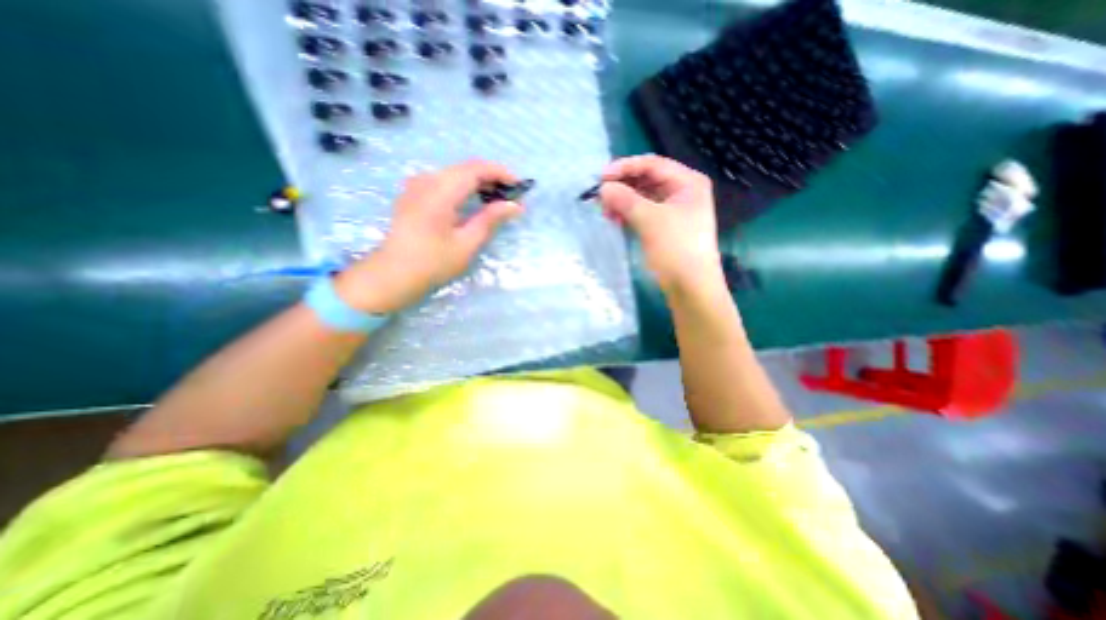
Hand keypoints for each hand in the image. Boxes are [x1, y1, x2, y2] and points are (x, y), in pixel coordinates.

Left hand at [336, 159, 522, 314]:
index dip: (500, 172)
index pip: (475, 169)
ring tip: (496, 199)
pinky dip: (463, 187)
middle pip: (465, 168)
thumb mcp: (466, 244)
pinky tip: (473, 202)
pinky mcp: (413, 194)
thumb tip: (514, 205)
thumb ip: (490, 219)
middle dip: (491, 177)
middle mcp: (426, 180)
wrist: (393, 275)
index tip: (519, 185)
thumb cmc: (432, 263)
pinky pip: (444, 181)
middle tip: (511, 196)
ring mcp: (417, 185)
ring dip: (478, 182)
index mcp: (440, 192)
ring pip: (455, 173)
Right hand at [603, 151, 722, 292]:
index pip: (652, 164)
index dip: (625, 168)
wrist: (691, 287)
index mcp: (687, 182)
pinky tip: (616, 220)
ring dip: (624, 202)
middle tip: (600, 197)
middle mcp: (683, 192)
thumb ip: (625, 199)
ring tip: (606, 212)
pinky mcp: (667, 228)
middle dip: (623, 186)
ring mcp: (675, 211)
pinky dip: (630, 214)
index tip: (601, 178)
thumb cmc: (675, 249)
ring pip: (644, 198)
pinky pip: (645, 213)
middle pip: (648, 180)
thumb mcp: (650, 220)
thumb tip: (604, 188)